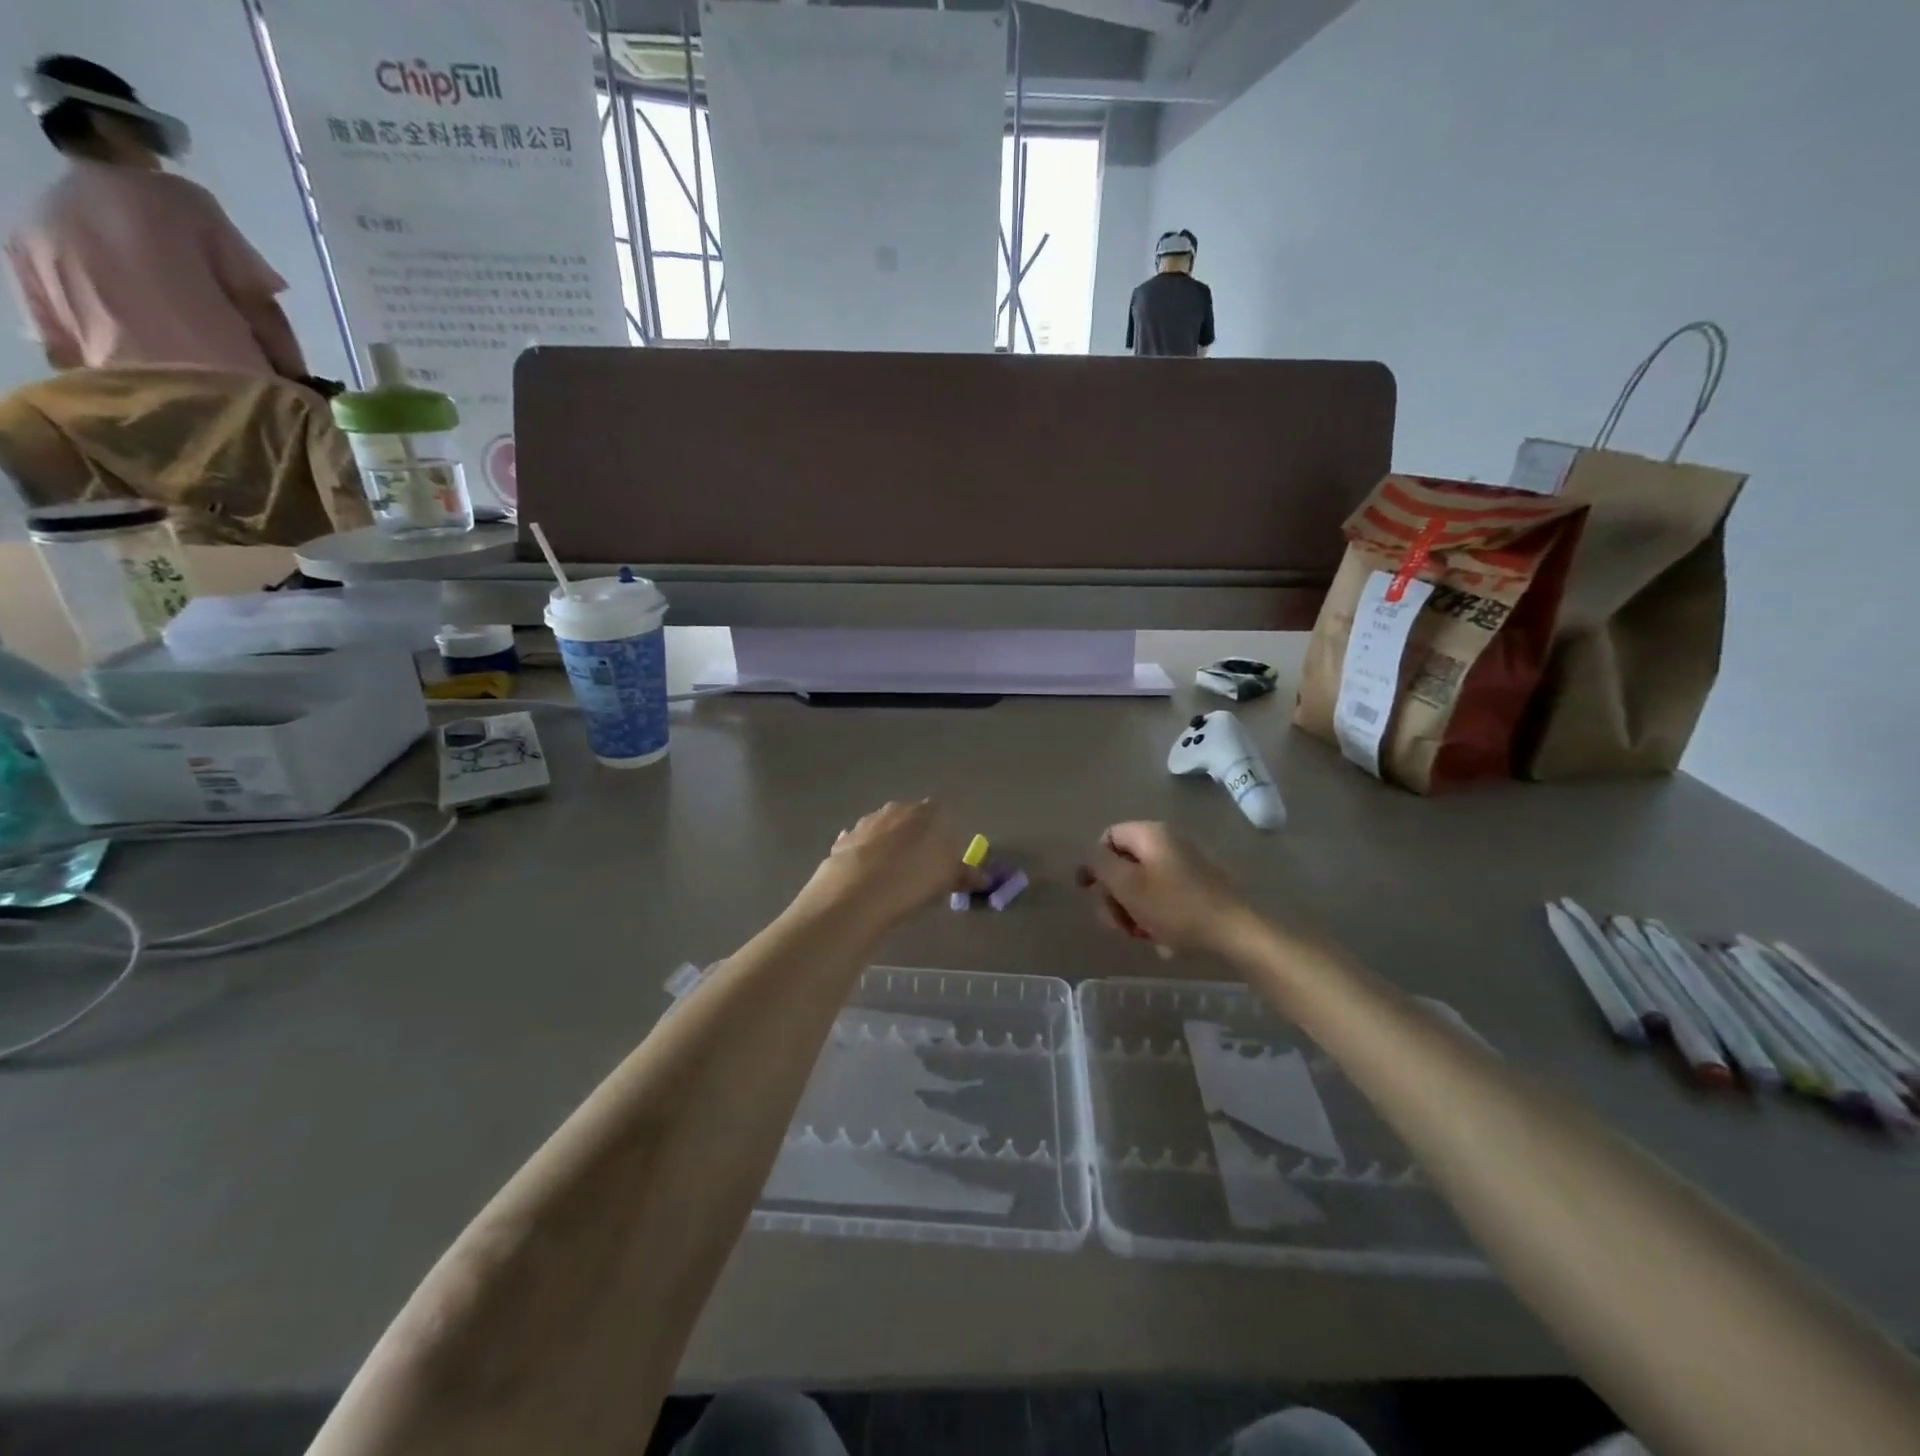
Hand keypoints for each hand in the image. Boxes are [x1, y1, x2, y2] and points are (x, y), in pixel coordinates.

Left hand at [801, 799, 986, 933]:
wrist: (859, 891)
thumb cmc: (915, 879)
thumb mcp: (948, 879)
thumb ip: (966, 875)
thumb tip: (984, 879)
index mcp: (927, 812)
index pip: (941, 812)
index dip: (943, 833)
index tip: (943, 857)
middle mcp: (896, 809)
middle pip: (910, 819)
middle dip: (914, 838)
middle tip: (918, 868)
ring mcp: (866, 822)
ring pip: (883, 830)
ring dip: (887, 846)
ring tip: (890, 877)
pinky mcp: (843, 840)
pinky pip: (859, 845)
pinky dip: (864, 856)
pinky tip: (866, 877)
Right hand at [1077, 821, 1255, 956]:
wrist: (1234, 933)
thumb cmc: (1174, 906)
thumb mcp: (1127, 885)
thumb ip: (1101, 864)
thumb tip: (1092, 855)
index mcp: (1151, 834)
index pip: (1108, 837)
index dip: (1093, 863)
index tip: (1087, 891)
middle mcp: (1168, 843)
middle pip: (1124, 865)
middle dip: (1115, 896)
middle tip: (1117, 923)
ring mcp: (1186, 866)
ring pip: (1143, 886)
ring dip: (1133, 911)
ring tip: (1141, 936)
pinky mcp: (1198, 888)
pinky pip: (1164, 898)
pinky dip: (1156, 917)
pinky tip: (1163, 940)